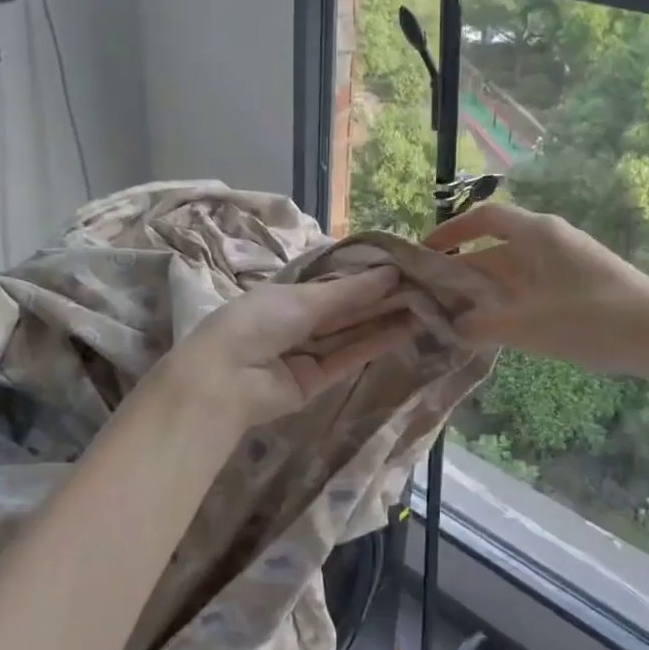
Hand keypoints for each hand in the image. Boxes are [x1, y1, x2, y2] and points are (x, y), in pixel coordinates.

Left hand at [160, 266, 415, 429]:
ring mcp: (307, 353)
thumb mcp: (303, 298)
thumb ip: (349, 291)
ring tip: (423, 307)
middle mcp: (297, 322)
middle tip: (422, 287)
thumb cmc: (257, 321)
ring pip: (351, 333)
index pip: (332, 283)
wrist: (225, 379)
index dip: (364, 277)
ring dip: (383, 320)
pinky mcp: (316, 381)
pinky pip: (348, 357)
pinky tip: (403, 329)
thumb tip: (390, 273)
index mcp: (286, 295)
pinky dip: (374, 343)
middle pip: (345, 309)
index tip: (400, 268)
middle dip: (380, 298)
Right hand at [425, 201, 648, 377]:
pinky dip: (510, 304)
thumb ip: (483, 326)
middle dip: (463, 273)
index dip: (452, 232)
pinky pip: (532, 288)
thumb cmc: (593, 319)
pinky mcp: (580, 286)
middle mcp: (549, 241)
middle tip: (434, 300)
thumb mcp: (529, 326)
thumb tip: (454, 327)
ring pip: (513, 272)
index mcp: (536, 234)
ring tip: (458, 320)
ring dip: (486, 293)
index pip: (484, 218)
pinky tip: (499, 332)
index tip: (426, 254)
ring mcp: (567, 263)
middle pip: (494, 248)